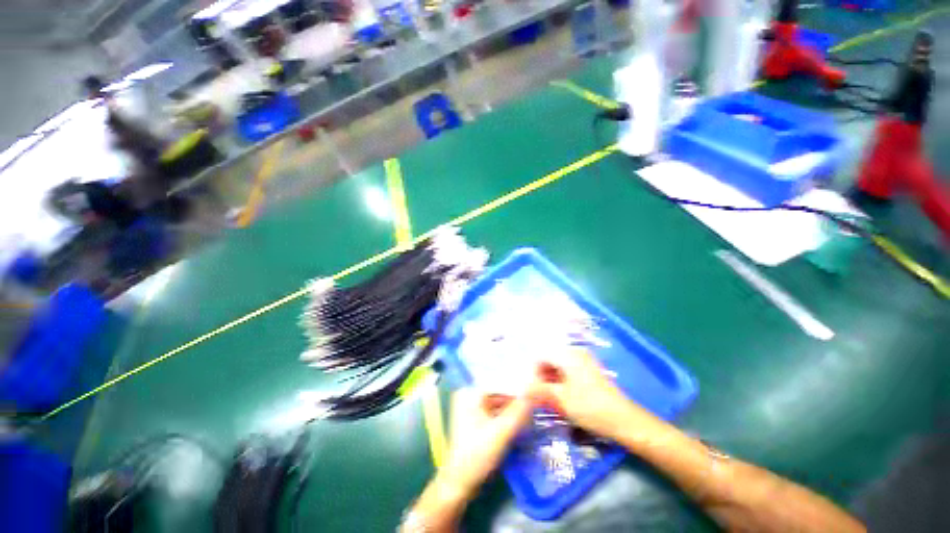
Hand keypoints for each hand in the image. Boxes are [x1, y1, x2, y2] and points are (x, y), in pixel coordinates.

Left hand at [439, 388, 532, 496]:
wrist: (460, 483)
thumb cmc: (477, 455)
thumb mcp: (502, 432)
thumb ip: (518, 411)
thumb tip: (535, 391)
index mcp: (470, 392)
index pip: (499, 382)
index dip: (518, 387)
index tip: (536, 391)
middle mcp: (468, 395)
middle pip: (498, 392)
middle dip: (516, 398)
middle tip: (536, 402)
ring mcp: (470, 407)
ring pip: (497, 402)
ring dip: (512, 407)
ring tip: (531, 410)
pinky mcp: (474, 419)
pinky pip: (494, 411)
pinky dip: (506, 415)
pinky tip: (520, 419)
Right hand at [529, 348, 654, 441]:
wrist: (624, 420)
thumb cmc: (590, 407)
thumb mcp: (561, 399)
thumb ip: (539, 390)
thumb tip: (522, 388)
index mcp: (567, 354)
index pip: (541, 355)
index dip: (533, 370)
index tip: (530, 388)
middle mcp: (575, 352)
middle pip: (550, 358)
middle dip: (541, 375)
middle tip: (538, 394)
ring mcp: (584, 360)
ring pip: (558, 364)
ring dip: (551, 378)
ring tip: (548, 397)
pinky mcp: (589, 369)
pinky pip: (568, 369)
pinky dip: (561, 380)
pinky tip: (561, 395)